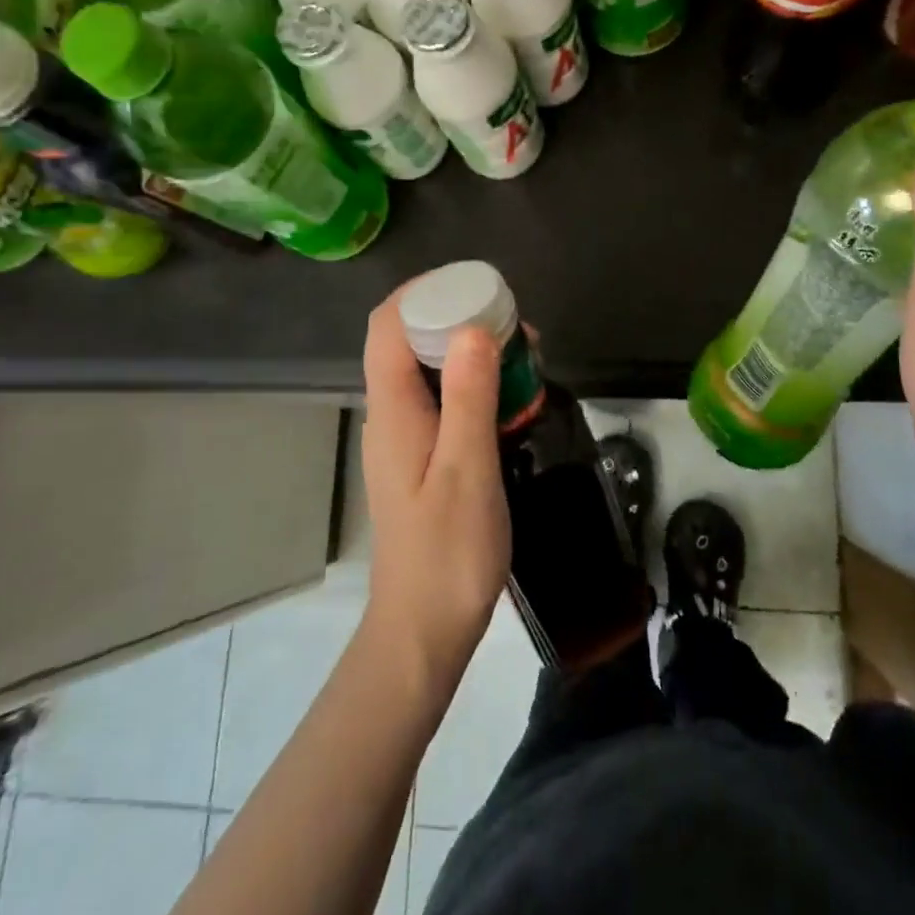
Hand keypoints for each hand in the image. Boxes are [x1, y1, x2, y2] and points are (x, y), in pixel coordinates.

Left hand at [358, 293, 510, 699]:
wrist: (424, 629)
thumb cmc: (448, 552)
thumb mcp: (467, 469)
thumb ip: (469, 396)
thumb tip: (473, 327)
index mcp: (394, 410)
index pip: (389, 326)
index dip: (424, 292)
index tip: (475, 285)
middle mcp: (392, 415)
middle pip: (411, 342)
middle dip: (459, 319)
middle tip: (516, 325)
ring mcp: (406, 438)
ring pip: (432, 372)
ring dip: (472, 353)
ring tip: (526, 357)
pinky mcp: (423, 458)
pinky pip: (445, 403)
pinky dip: (476, 387)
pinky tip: (513, 401)